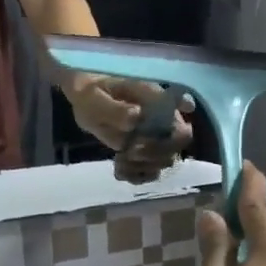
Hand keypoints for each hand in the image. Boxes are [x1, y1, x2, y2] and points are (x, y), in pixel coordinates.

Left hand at [66, 77, 194, 181]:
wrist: (84, 95)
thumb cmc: (91, 89)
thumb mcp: (94, 96)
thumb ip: (114, 108)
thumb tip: (137, 116)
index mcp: (158, 102)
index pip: (181, 124)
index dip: (173, 139)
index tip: (140, 140)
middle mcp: (162, 120)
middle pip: (176, 147)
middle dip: (154, 155)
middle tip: (130, 151)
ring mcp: (155, 137)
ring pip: (164, 162)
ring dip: (143, 167)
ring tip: (120, 160)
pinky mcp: (143, 151)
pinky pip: (149, 171)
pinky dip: (135, 175)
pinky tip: (118, 169)